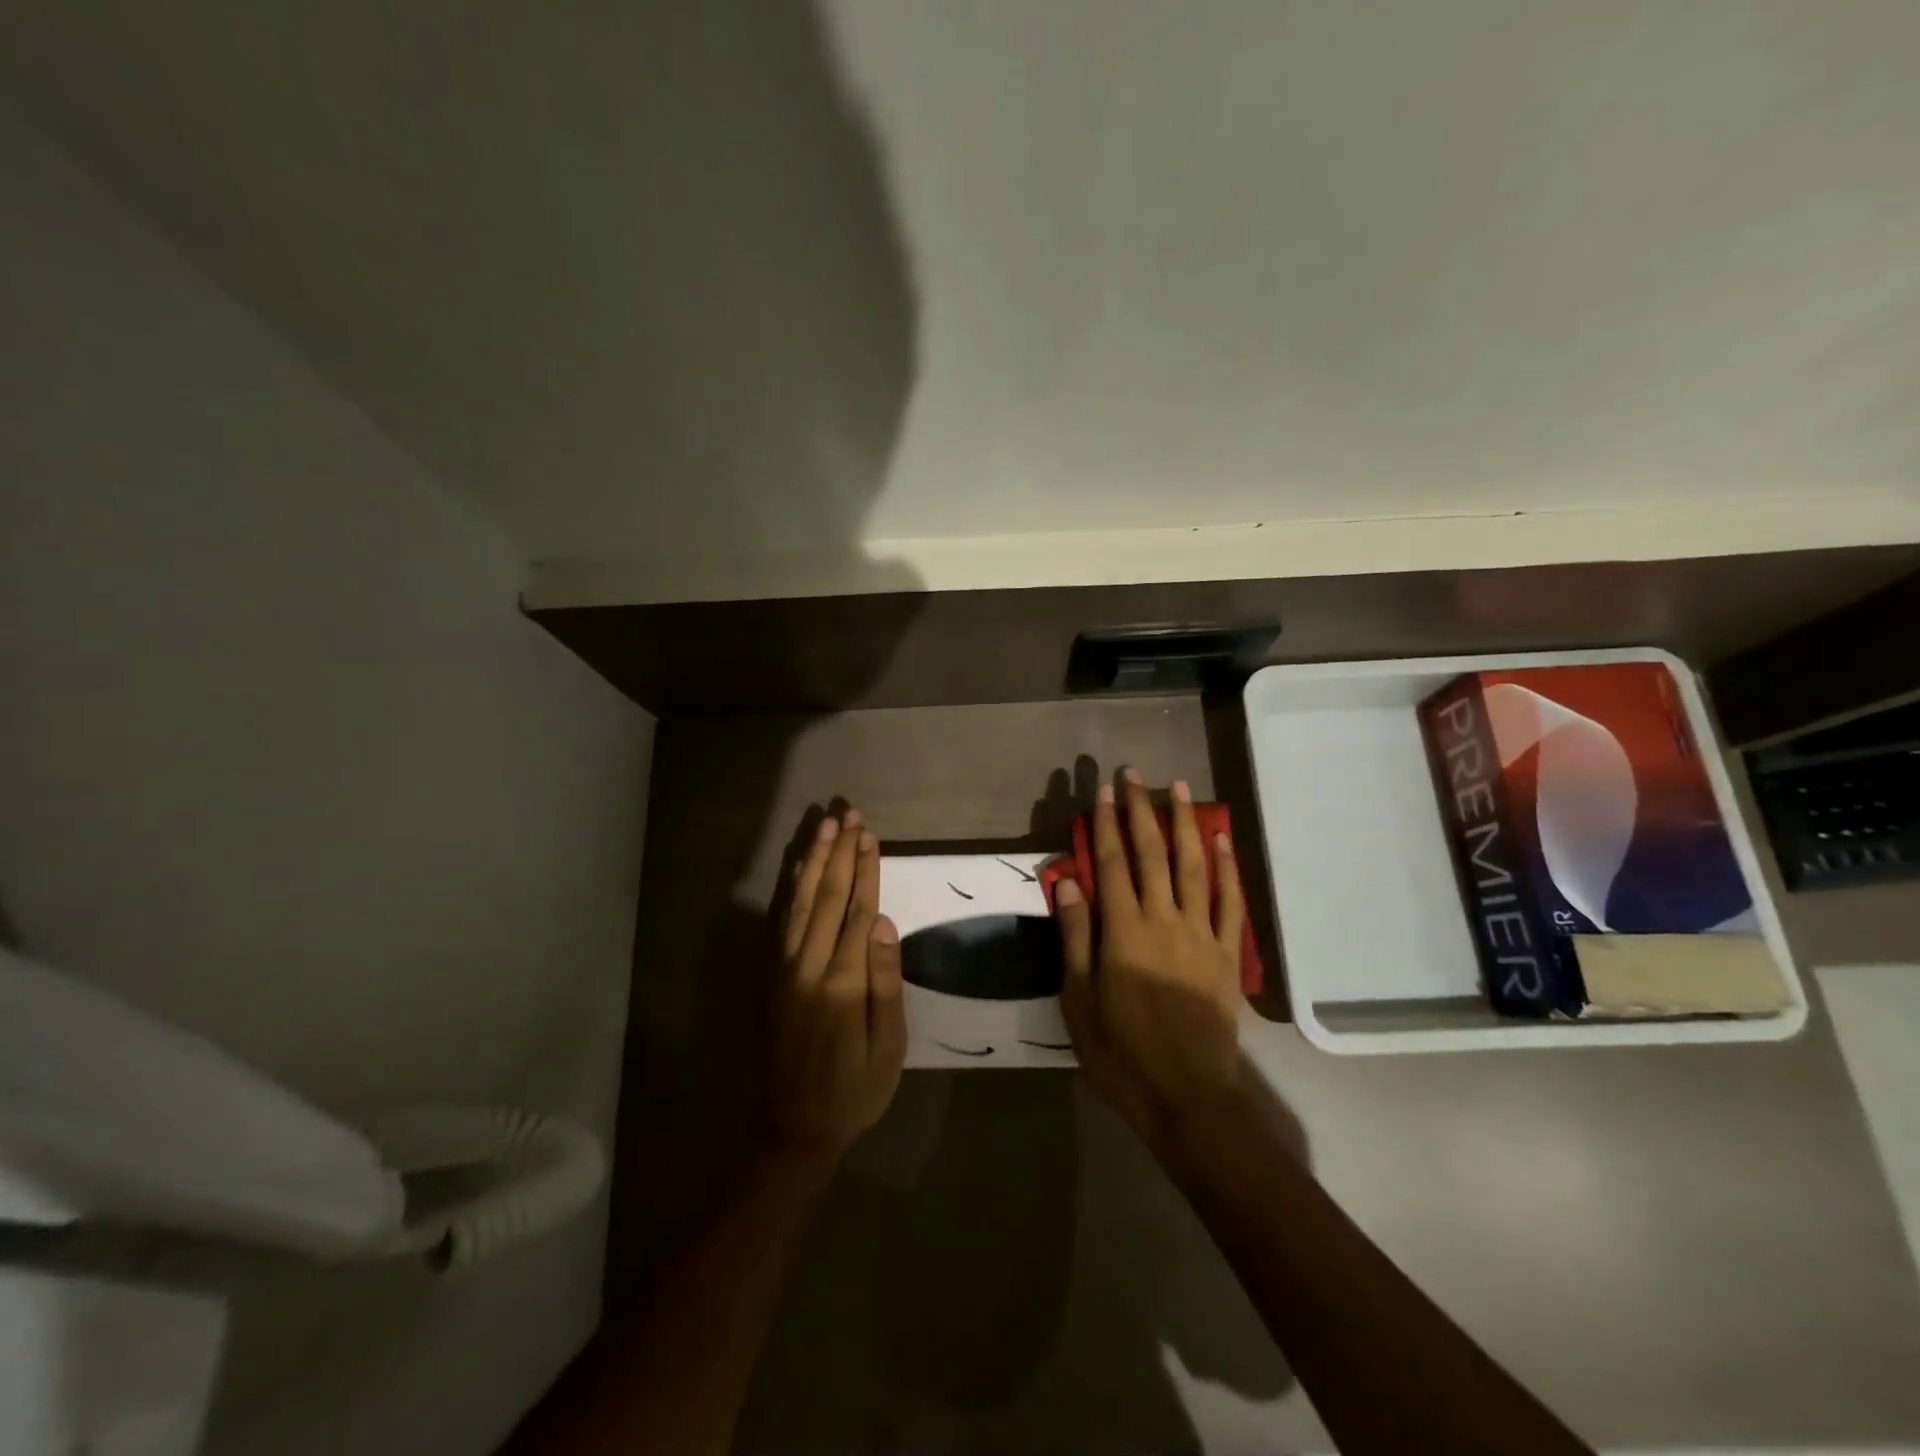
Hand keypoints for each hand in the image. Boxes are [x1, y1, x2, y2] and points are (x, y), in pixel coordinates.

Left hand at [769, 808, 906, 1166]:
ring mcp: (784, 969)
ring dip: (814, 860)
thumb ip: (883, 982)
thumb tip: (882, 922)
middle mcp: (807, 966)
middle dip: (839, 853)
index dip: (864, 871)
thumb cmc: (855, 1089)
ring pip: (799, 901)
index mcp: (840, 983)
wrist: (795, 1126)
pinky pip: (781, 920)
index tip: (870, 835)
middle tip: (849, 815)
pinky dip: (790, 887)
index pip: (855, 912)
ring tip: (825, 827)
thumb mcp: (887, 1046)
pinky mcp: (772, 975)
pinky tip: (799, 866)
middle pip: (825, 897)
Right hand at [1053, 771, 1246, 1145]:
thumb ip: (1075, 936)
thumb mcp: (1078, 999)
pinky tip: (1221, 840)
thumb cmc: (1121, 1052)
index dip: (1104, 823)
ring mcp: (1202, 935)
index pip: (1111, 863)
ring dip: (1185, 824)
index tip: (1101, 790)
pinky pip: (1231, 902)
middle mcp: (1164, 921)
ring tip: (1180, 789)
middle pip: (1152, 854)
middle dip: (1141, 810)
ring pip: (1194, 867)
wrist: (1188, 1097)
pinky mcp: (1227, 954)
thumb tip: (1066, 881)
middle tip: (1135, 774)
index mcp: (1124, 931)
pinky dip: (1227, 868)